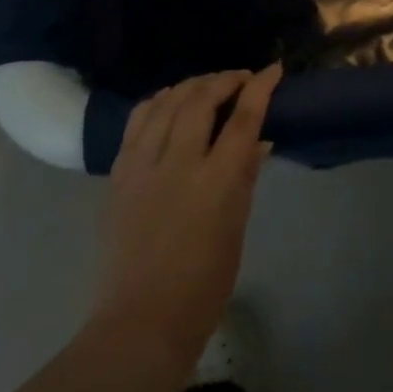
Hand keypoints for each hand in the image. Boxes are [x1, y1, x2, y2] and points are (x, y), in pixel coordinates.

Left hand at [92, 65, 282, 366]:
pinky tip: (168, 101)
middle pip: (201, 99)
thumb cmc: (203, 284)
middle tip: (240, 79)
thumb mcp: (237, 228)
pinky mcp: (119, 176)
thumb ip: (245, 177)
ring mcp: (143, 167)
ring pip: (166, 103)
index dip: (260, 87)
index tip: (273, 69)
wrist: (140, 322)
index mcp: (217, 181)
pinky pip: (137, 122)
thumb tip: (258, 141)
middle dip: (224, 79)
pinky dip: (157, 102)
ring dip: (190, 85)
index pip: (244, 118)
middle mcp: (179, 164)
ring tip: (206, 85)